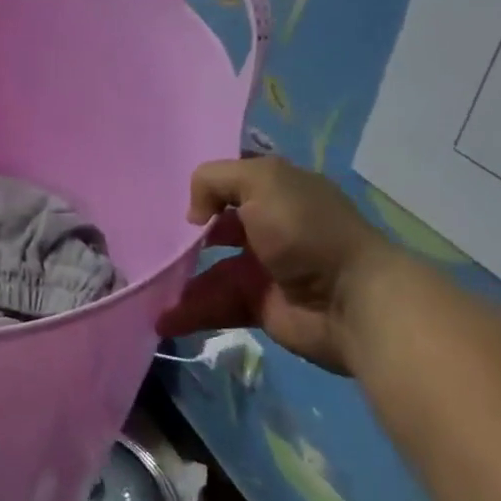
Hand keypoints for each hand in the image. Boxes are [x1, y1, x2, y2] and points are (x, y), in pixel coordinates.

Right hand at [157, 157, 393, 375]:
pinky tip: (160, 319)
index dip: (200, 187)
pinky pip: (216, 305)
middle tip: (146, 241)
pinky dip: (188, 312)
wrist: (354, 302)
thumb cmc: (306, 231)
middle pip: (214, 227)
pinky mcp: (259, 306)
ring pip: (209, 270)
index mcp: (275, 191)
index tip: (165, 195)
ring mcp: (263, 268)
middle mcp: (268, 227)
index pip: (229, 182)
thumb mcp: (261, 181)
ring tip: (145, 285)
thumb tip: (195, 216)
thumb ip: (214, 180)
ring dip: (178, 279)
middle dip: (181, 235)